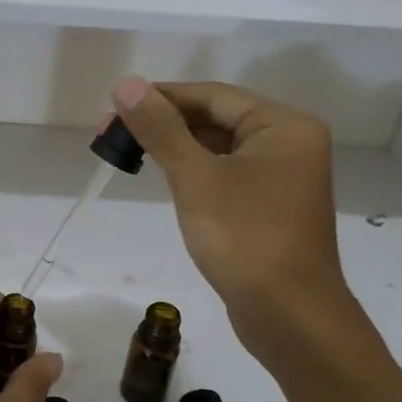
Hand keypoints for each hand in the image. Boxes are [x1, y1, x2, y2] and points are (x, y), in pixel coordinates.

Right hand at [108, 77, 350, 343]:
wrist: (290, 318)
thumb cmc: (246, 239)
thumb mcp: (196, 179)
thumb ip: (161, 129)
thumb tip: (126, 84)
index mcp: (284, 126)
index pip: (211, 96)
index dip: (160, 97)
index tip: (113, 107)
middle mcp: (289, 143)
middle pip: (216, 118)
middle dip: (164, 123)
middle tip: (111, 134)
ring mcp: (282, 177)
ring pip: (218, 147)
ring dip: (175, 147)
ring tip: (128, 152)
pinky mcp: (269, 206)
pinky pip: (225, 174)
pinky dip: (193, 171)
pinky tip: (163, 177)